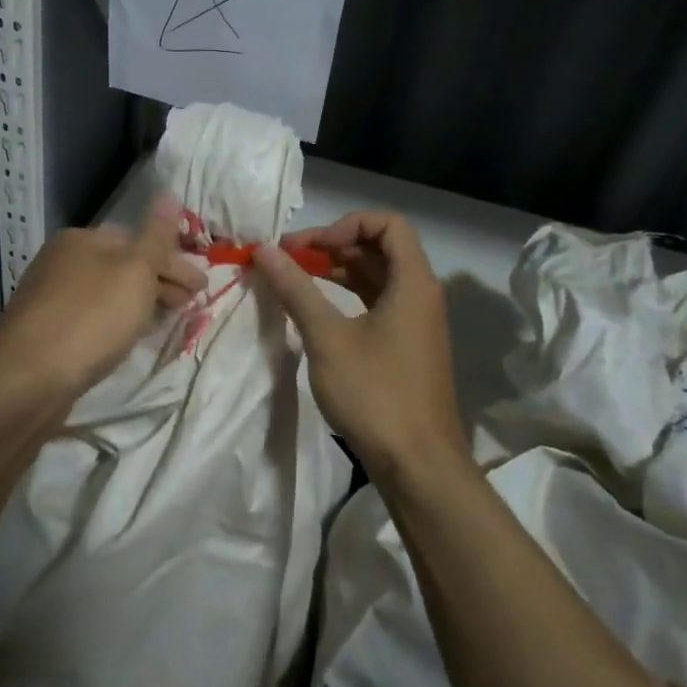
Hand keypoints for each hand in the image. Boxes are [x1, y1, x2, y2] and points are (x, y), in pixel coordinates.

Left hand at [0, 195, 205, 398]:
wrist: (29, 378)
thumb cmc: (90, 319)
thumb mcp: (134, 272)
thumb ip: (156, 236)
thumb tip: (168, 194)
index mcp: (81, 239)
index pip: (139, 240)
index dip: (174, 262)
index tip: (202, 288)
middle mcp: (61, 260)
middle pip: (122, 265)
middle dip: (159, 282)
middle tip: (189, 306)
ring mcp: (49, 295)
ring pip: (107, 292)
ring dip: (139, 303)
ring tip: (163, 323)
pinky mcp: (44, 329)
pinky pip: (92, 316)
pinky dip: (115, 321)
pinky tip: (126, 338)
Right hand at [255, 211, 467, 476]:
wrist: (417, 464)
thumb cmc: (374, 393)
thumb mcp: (327, 337)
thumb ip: (296, 289)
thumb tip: (265, 250)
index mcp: (413, 283)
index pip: (388, 223)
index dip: (344, 224)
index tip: (307, 248)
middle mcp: (420, 294)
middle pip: (380, 248)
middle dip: (332, 245)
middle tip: (288, 259)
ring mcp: (415, 322)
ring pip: (376, 277)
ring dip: (337, 271)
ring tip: (294, 279)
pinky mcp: (406, 346)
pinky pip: (377, 303)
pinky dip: (346, 296)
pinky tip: (316, 310)